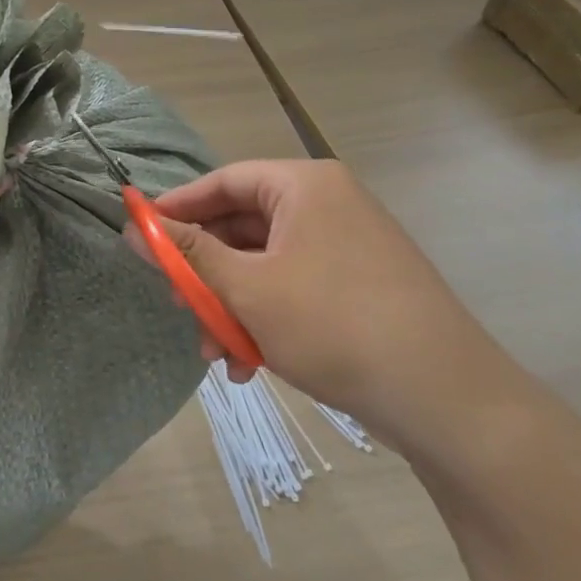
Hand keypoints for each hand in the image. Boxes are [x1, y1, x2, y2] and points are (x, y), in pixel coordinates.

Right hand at [145, 160, 520, 445]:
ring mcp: (348, 247)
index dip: (178, 207)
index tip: (142, 236)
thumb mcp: (246, 288)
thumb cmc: (333, 324)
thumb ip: (186, 254)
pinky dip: (265, 320)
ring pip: (265, 266)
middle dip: (206, 274)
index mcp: (305, 187)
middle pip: (243, 227)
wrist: (446, 399)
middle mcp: (329, 206)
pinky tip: (251, 364)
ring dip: (231, 307)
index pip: (224, 181)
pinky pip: (294, 290)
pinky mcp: (360, 287)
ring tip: (217, 353)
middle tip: (179, 305)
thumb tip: (133, 225)